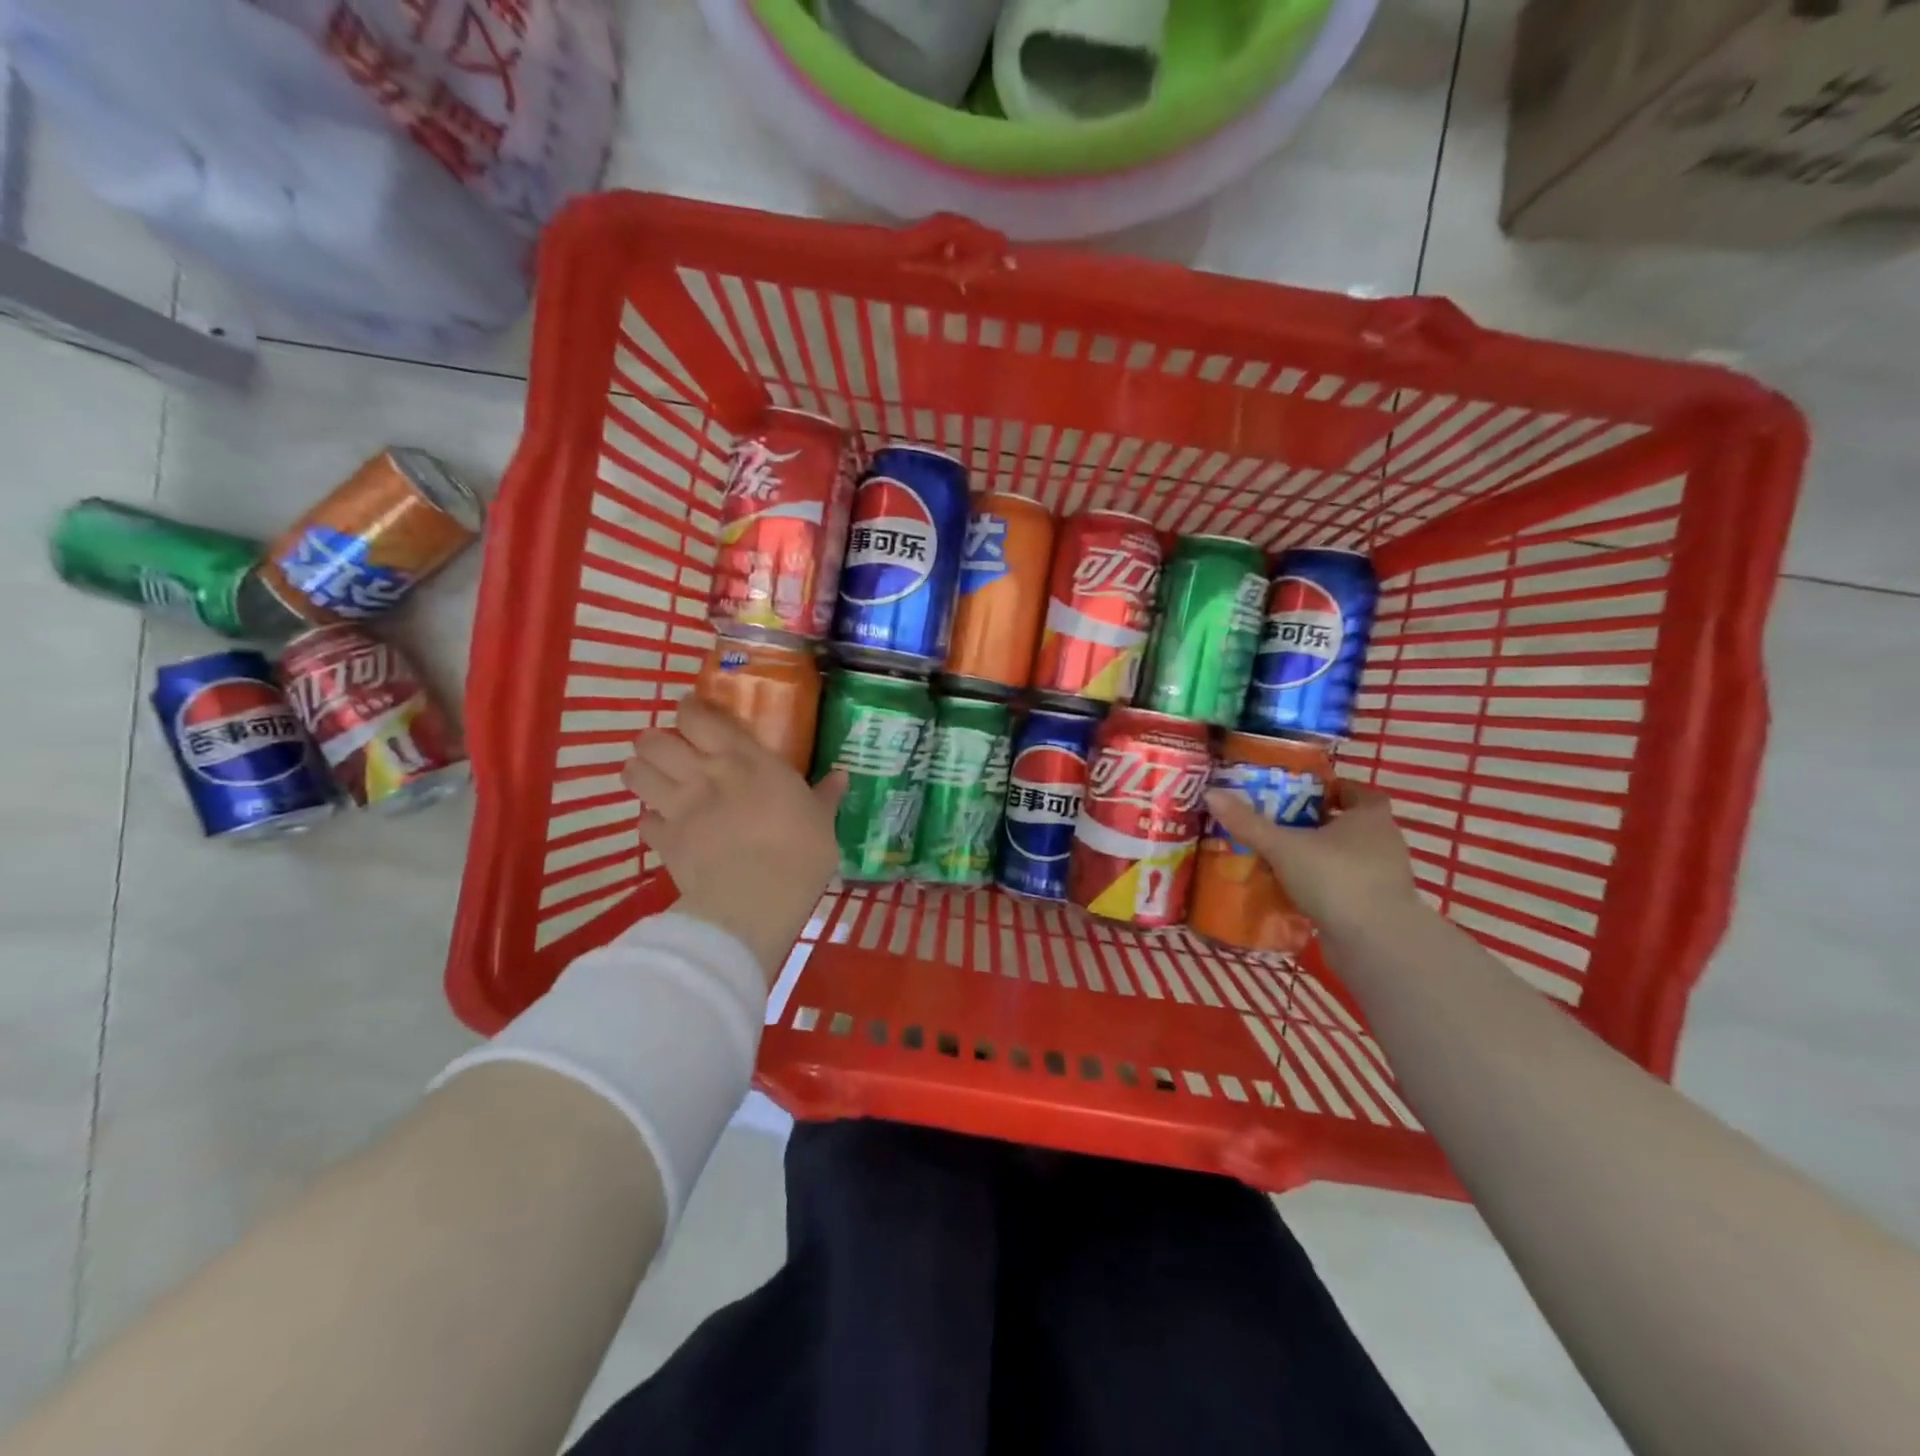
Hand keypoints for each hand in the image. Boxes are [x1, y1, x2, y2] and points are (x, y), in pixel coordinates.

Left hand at [621, 696, 846, 983]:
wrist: (759, 898)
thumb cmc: (800, 850)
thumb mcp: (821, 819)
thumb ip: (825, 795)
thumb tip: (842, 775)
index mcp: (744, 759)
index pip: (698, 717)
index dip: (689, 710)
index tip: (693, 713)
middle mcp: (703, 773)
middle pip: (653, 740)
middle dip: (656, 741)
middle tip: (671, 750)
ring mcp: (678, 807)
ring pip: (636, 773)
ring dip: (642, 773)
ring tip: (655, 779)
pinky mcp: (663, 841)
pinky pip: (643, 822)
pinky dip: (651, 821)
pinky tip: (664, 827)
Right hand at [1204, 778, 1419, 939]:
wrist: (1376, 943)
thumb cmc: (1335, 878)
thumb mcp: (1283, 846)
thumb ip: (1248, 822)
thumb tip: (1211, 793)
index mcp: (1370, 817)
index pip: (1358, 792)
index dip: (1334, 789)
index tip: (1303, 794)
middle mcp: (1384, 842)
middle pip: (1350, 825)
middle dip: (1318, 824)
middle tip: (1280, 824)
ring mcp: (1384, 878)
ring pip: (1347, 858)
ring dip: (1320, 857)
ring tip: (1281, 859)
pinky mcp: (1376, 908)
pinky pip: (1346, 887)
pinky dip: (1324, 887)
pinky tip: (1293, 892)